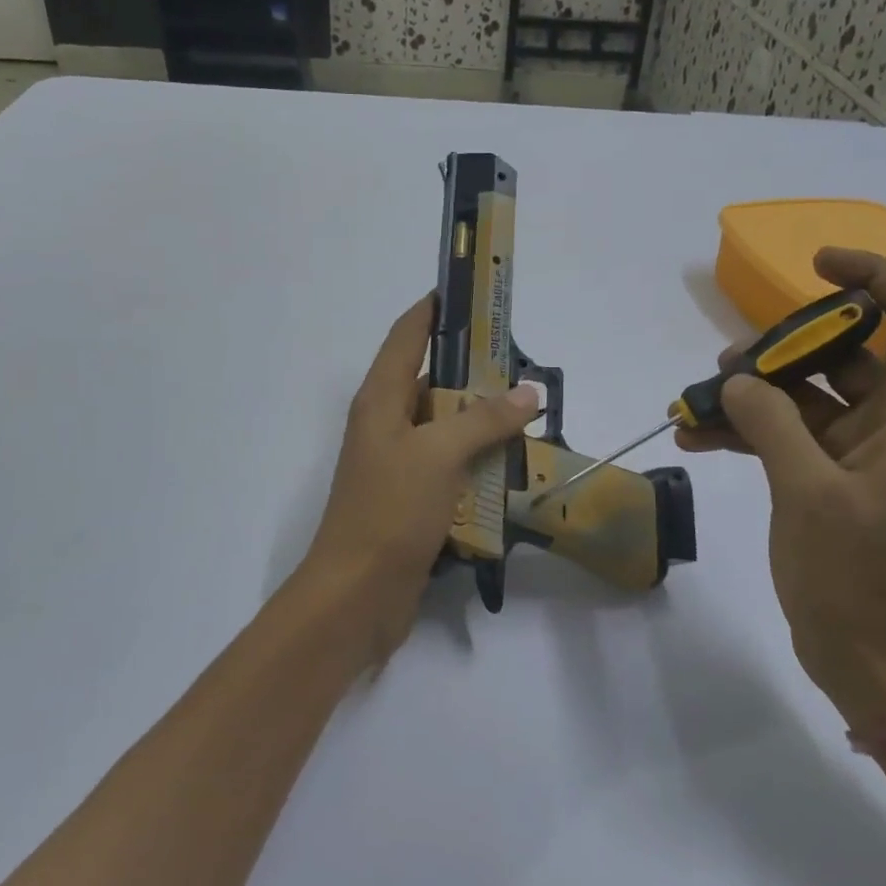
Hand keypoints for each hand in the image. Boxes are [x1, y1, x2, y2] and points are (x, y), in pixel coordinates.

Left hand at [301, 294, 539, 665]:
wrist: (357, 595)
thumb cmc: (389, 511)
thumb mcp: (438, 455)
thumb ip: (483, 420)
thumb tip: (527, 392)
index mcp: (380, 400)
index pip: (406, 335)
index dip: (435, 309)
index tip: (471, 290)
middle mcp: (386, 424)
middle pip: (430, 380)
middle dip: (473, 369)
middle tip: (522, 362)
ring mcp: (399, 464)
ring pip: (445, 426)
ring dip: (481, 420)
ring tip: (528, 411)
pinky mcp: (413, 499)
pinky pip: (451, 466)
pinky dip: (478, 461)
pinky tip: (513, 464)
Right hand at [677, 249, 885, 729]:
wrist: (867, 656)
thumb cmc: (856, 576)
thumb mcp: (808, 492)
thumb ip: (771, 423)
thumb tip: (736, 382)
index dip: (873, 278)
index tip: (816, 265)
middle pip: (845, 353)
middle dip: (784, 348)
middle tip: (728, 365)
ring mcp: (856, 453)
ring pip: (805, 395)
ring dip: (753, 392)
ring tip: (696, 401)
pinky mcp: (825, 479)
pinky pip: (784, 434)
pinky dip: (745, 430)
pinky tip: (696, 435)